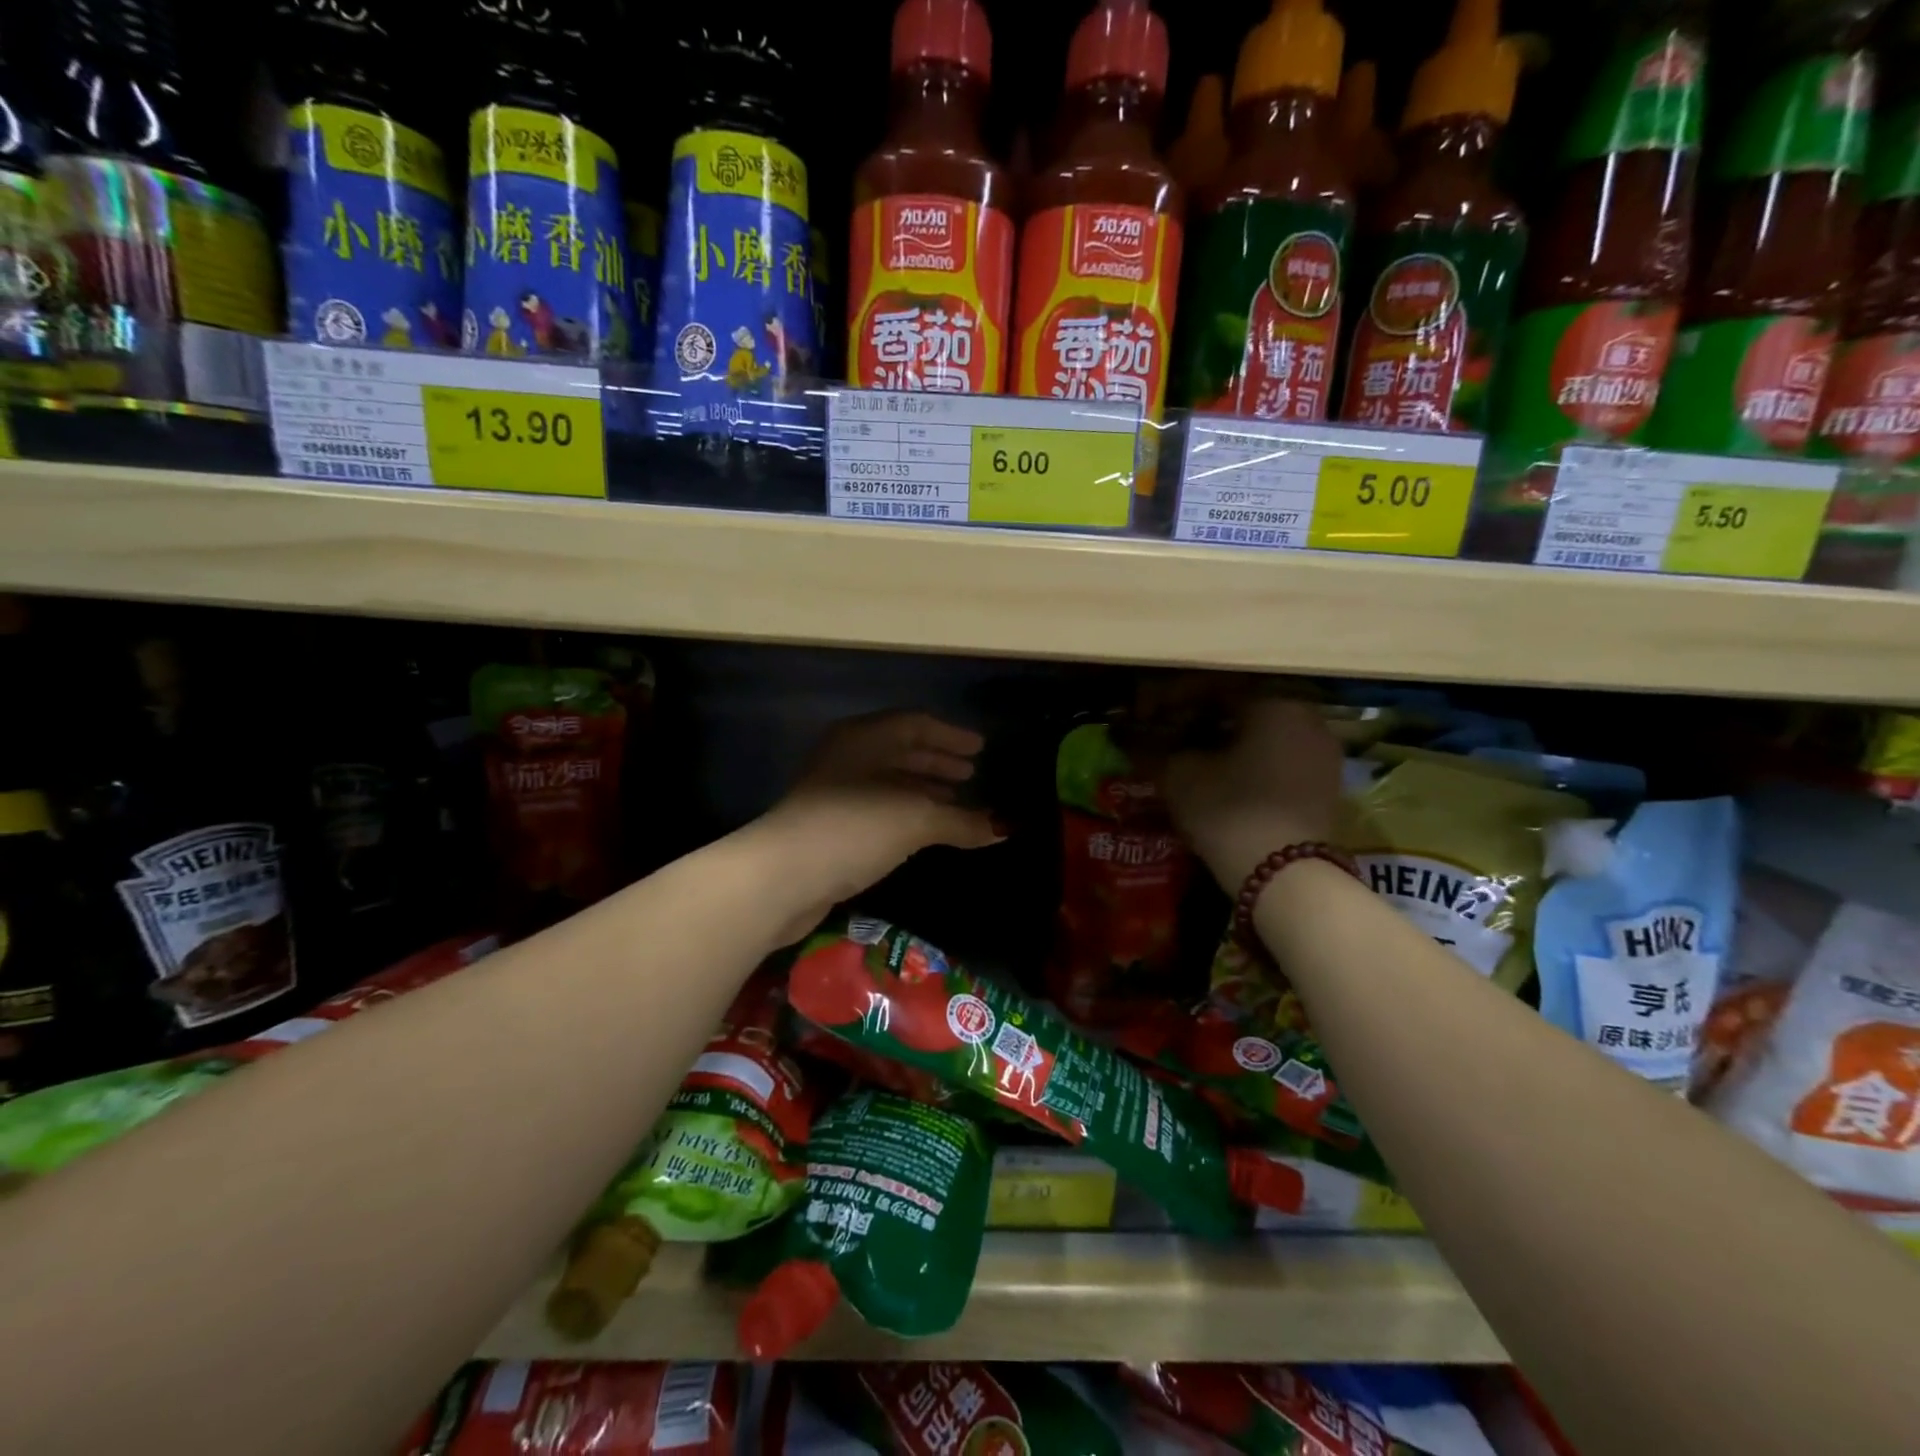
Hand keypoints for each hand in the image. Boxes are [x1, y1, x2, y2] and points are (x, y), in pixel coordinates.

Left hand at [751, 712, 1001, 941]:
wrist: (783, 875)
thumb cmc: (854, 828)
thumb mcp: (915, 820)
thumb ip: (961, 820)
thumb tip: (1005, 827)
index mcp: (865, 737)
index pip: (916, 724)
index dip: (950, 736)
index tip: (981, 749)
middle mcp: (848, 755)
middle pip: (901, 750)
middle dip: (938, 762)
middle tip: (972, 773)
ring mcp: (834, 790)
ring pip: (889, 780)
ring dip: (923, 788)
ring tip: (956, 801)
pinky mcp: (829, 823)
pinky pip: (879, 806)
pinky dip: (906, 812)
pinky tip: (925, 830)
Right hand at [1164, 697, 1343, 890]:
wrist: (1284, 878)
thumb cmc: (1228, 811)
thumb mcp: (1179, 776)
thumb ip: (1153, 748)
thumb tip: (1130, 736)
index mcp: (1274, 702)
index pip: (1214, 689)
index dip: (1175, 702)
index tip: (1149, 716)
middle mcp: (1308, 718)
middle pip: (1244, 711)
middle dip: (1205, 722)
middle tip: (1171, 738)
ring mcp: (1323, 754)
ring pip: (1265, 737)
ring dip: (1230, 744)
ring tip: (1195, 762)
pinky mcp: (1327, 788)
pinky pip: (1281, 762)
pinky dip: (1252, 765)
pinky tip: (1225, 783)